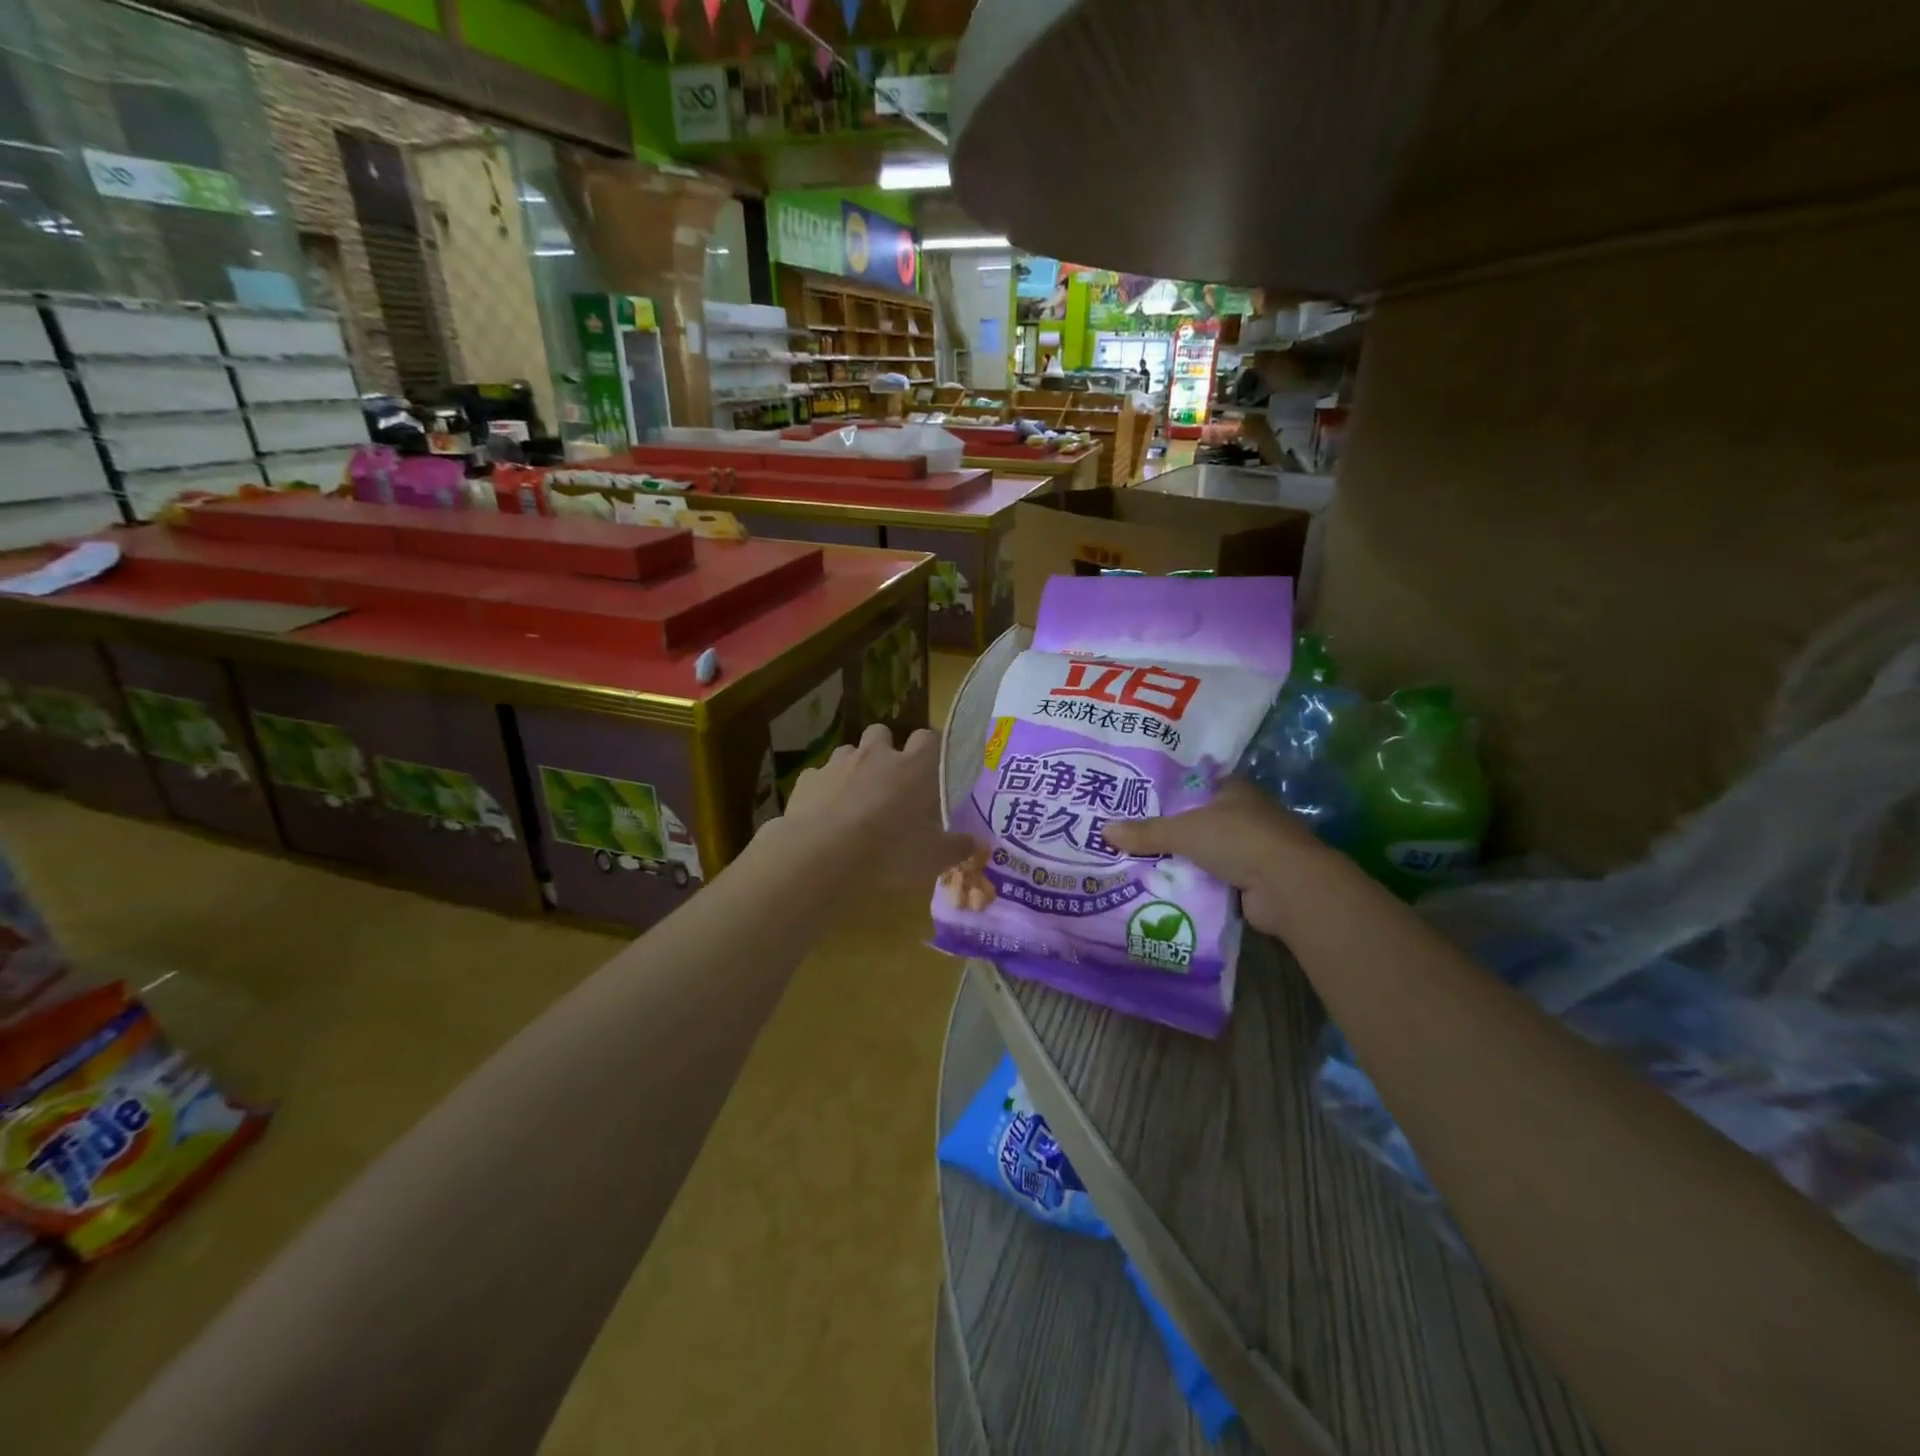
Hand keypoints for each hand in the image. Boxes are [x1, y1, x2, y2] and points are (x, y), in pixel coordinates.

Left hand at [777, 723, 979, 885]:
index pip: (930, 738)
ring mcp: (838, 763)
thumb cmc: (889, 851)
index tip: (933, 768)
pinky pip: (820, 776)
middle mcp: (877, 755)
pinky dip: (824, 789)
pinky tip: (824, 813)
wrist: (821, 854)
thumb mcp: (933, 858)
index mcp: (914, 767)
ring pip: (849, 751)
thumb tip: (974, 843)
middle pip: (883, 733)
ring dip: (855, 767)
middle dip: (886, 750)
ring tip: (856, 797)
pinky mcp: (808, 779)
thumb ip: (956, 847)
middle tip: (891, 781)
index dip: (931, 749)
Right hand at [1103, 778, 1328, 937]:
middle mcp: (1247, 814)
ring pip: (1210, 851)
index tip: (1141, 803)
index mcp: (1234, 790)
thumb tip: (1104, 830)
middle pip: (1202, 820)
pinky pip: (1218, 878)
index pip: (1198, 785)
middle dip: (1174, 830)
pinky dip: (1200, 883)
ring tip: (1145, 865)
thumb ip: (1146, 832)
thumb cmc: (1237, 840)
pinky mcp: (1256, 879)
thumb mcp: (1183, 831)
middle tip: (1134, 838)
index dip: (1171, 793)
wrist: (1288, 886)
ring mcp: (1255, 848)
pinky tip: (1171, 889)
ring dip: (1187, 860)